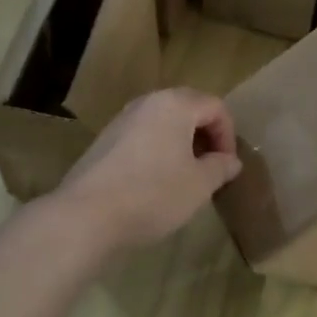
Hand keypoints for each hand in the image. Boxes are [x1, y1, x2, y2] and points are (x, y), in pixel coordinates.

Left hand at [53, 88, 242, 252]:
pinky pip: (142, 135)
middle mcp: (147, 102)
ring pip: (163, 122)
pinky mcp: (104, 140)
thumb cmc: (153, 194)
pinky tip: (155, 181)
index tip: (227, 167)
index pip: (215, 107)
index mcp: (175, 104)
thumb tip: (230, 161)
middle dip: (205, 136)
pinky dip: (157, 150)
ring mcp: (122, 119)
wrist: (87, 215)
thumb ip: (220, 167)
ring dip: (181, 143)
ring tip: (185, 176)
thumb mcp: (199, 185)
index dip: (228, 136)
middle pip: (188, 108)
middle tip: (211, 168)